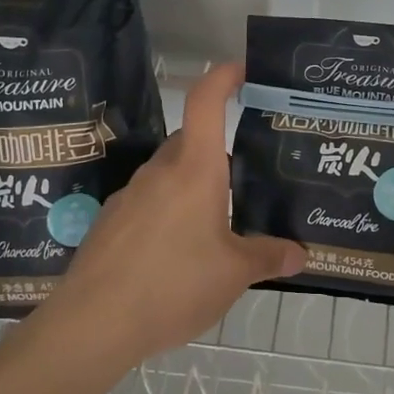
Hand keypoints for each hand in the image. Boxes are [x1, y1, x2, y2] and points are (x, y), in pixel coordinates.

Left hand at [37, 63, 304, 369]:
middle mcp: (161, 170)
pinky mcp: (110, 222)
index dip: (223, 77)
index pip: (206, 102)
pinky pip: (148, 202)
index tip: (242, 70)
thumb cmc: (173, 285)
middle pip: (191, 140)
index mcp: (195, 169)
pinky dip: (168, 211)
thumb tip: (300, 254)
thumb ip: (268, 257)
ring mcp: (130, 194)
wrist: (93, 323)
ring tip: (218, 220)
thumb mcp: (234, 274)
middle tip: (246, 172)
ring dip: (193, 184)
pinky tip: (177, 251)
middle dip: (218, 149)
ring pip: (169, 172)